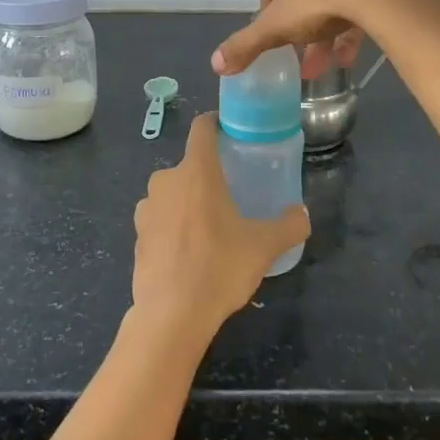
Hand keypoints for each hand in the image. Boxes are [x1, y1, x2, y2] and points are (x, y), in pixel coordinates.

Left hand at [132, 114, 309, 342]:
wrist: (171, 315)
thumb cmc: (218, 267)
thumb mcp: (263, 247)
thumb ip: (288, 226)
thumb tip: (302, 215)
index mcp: (196, 171)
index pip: (201, 129)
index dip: (215, 123)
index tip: (229, 130)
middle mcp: (166, 181)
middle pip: (189, 166)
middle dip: (207, 176)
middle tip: (230, 195)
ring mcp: (146, 209)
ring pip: (172, 194)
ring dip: (188, 203)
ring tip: (210, 228)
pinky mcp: (137, 236)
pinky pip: (160, 220)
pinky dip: (173, 228)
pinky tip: (189, 253)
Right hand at [212, 0, 433, 77]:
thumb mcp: (276, 26)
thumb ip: (246, 43)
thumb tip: (216, 64)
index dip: (269, 13)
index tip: (276, 36)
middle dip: (300, 27)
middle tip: (300, 57)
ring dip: (325, 31)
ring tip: (325, 65)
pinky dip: (350, 23)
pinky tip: (348, 56)